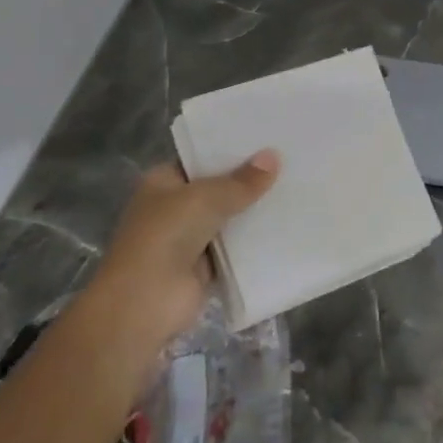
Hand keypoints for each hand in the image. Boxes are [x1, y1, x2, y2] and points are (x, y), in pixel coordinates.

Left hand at [92, 151, 280, 338]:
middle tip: (291, 162)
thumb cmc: (166, 236)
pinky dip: (256, 242)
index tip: (267, 141)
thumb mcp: (205, 198)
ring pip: (230, 219)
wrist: (145, 302)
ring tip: (297, 189)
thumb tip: (273, 157)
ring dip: (255, 212)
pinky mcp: (206, 267)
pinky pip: (237, 248)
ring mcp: (189, 239)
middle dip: (249, 181)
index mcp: (162, 183)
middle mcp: (174, 208)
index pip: (200, 159)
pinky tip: (288, 227)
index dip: (230, 150)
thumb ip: (241, 181)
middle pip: (218, 189)